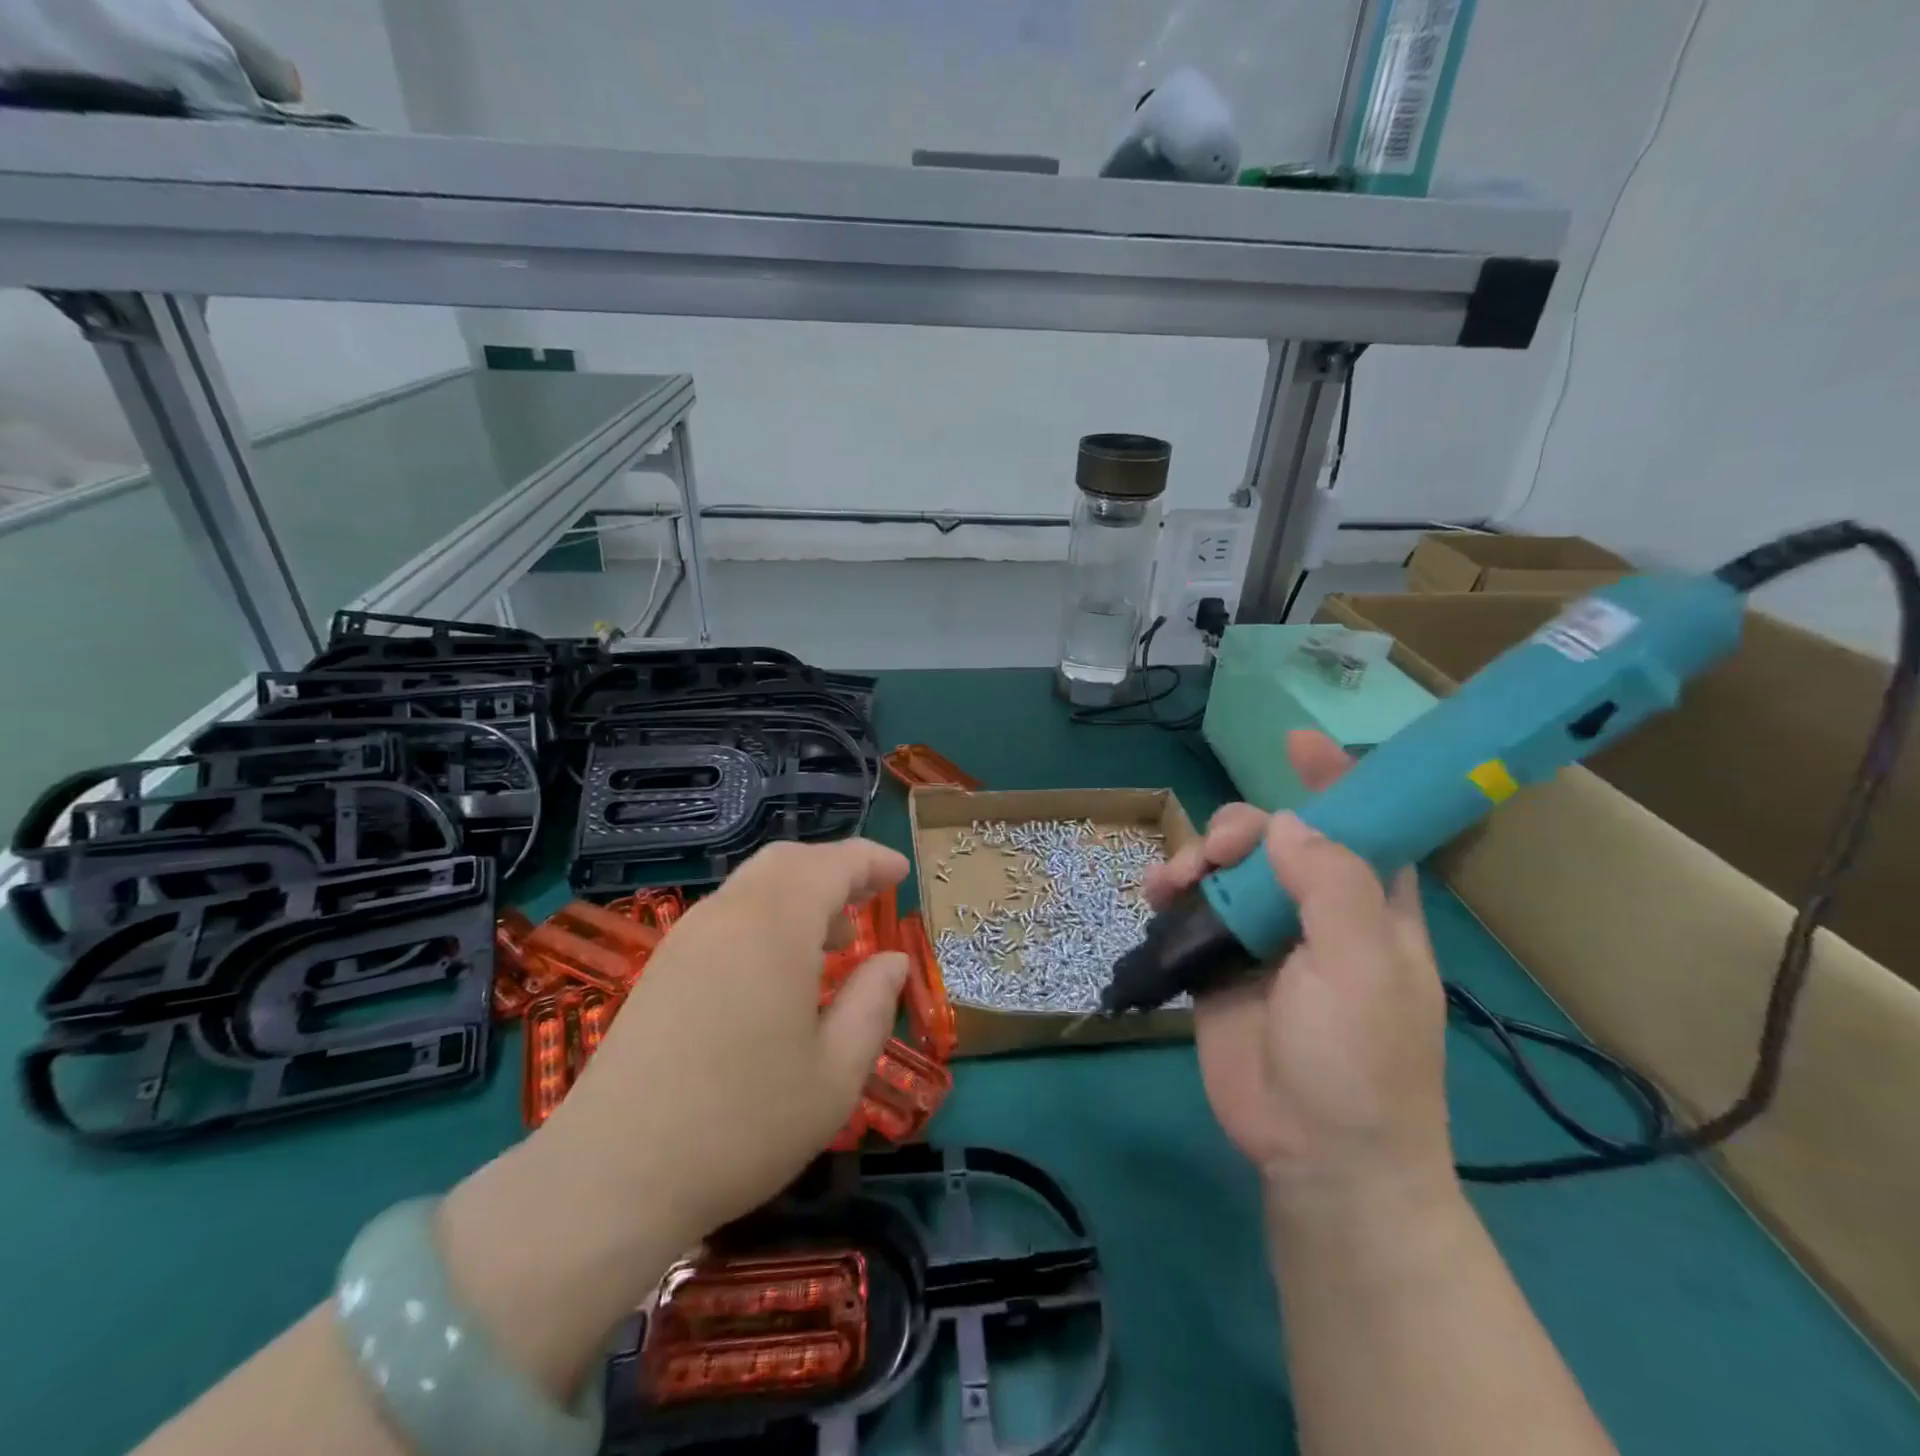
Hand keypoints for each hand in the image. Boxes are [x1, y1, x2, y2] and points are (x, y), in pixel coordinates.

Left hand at [539, 838, 910, 1243]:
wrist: (611, 1176)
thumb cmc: (743, 1124)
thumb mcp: (835, 1075)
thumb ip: (872, 1005)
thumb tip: (891, 961)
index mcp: (776, 925)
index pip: (833, 864)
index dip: (872, 861)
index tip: (902, 872)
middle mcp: (729, 914)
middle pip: (788, 861)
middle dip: (834, 869)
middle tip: (870, 897)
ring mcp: (687, 938)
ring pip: (754, 886)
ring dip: (800, 894)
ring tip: (833, 939)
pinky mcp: (662, 967)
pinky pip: (728, 915)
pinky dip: (767, 918)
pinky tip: (779, 971)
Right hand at [1144, 731, 1451, 1197]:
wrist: (1314, 1156)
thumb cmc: (1360, 1062)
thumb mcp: (1363, 967)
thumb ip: (1331, 885)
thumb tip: (1285, 823)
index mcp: (1371, 906)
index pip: (1360, 823)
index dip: (1334, 778)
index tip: (1297, 741)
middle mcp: (1317, 911)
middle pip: (1275, 838)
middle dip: (1241, 828)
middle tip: (1218, 853)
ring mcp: (1264, 937)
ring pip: (1227, 868)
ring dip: (1196, 857)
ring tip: (1175, 881)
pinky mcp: (1219, 963)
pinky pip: (1191, 910)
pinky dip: (1170, 891)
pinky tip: (1154, 893)